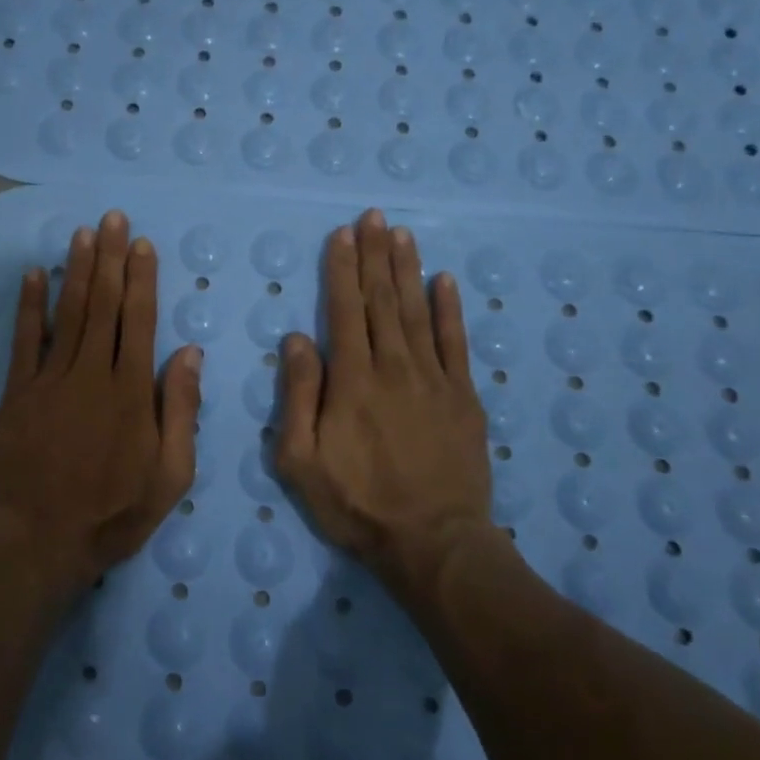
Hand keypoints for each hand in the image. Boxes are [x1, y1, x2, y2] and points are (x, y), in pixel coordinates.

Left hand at [0, 211, 202, 595]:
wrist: (39, 539)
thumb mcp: (170, 474)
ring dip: (78, 271)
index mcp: (132, 391)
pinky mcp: (18, 393)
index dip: (141, 279)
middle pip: (105, 305)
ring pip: (69, 313)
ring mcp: (51, 380)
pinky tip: (35, 275)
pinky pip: (25, 340)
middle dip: (110, 259)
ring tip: (83, 234)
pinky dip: (30, 306)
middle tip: (112, 218)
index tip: (141, 245)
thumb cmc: (113, 512)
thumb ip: (181, 410)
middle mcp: (93, 373)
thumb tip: (189, 353)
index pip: (140, 321)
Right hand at [276, 209, 494, 596]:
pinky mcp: (463, 397)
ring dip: (407, 269)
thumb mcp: (301, 461)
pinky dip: (450, 309)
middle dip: (374, 255)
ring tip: (401, 234)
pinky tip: (445, 281)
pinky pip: (456, 343)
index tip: (342, 234)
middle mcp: (393, 367)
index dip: (341, 269)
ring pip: (417, 311)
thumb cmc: (357, 504)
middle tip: (373, 216)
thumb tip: (296, 339)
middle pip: (382, 300)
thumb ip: (297, 397)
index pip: (344, 311)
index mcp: (352, 380)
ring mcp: (433, 379)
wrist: (433, 543)